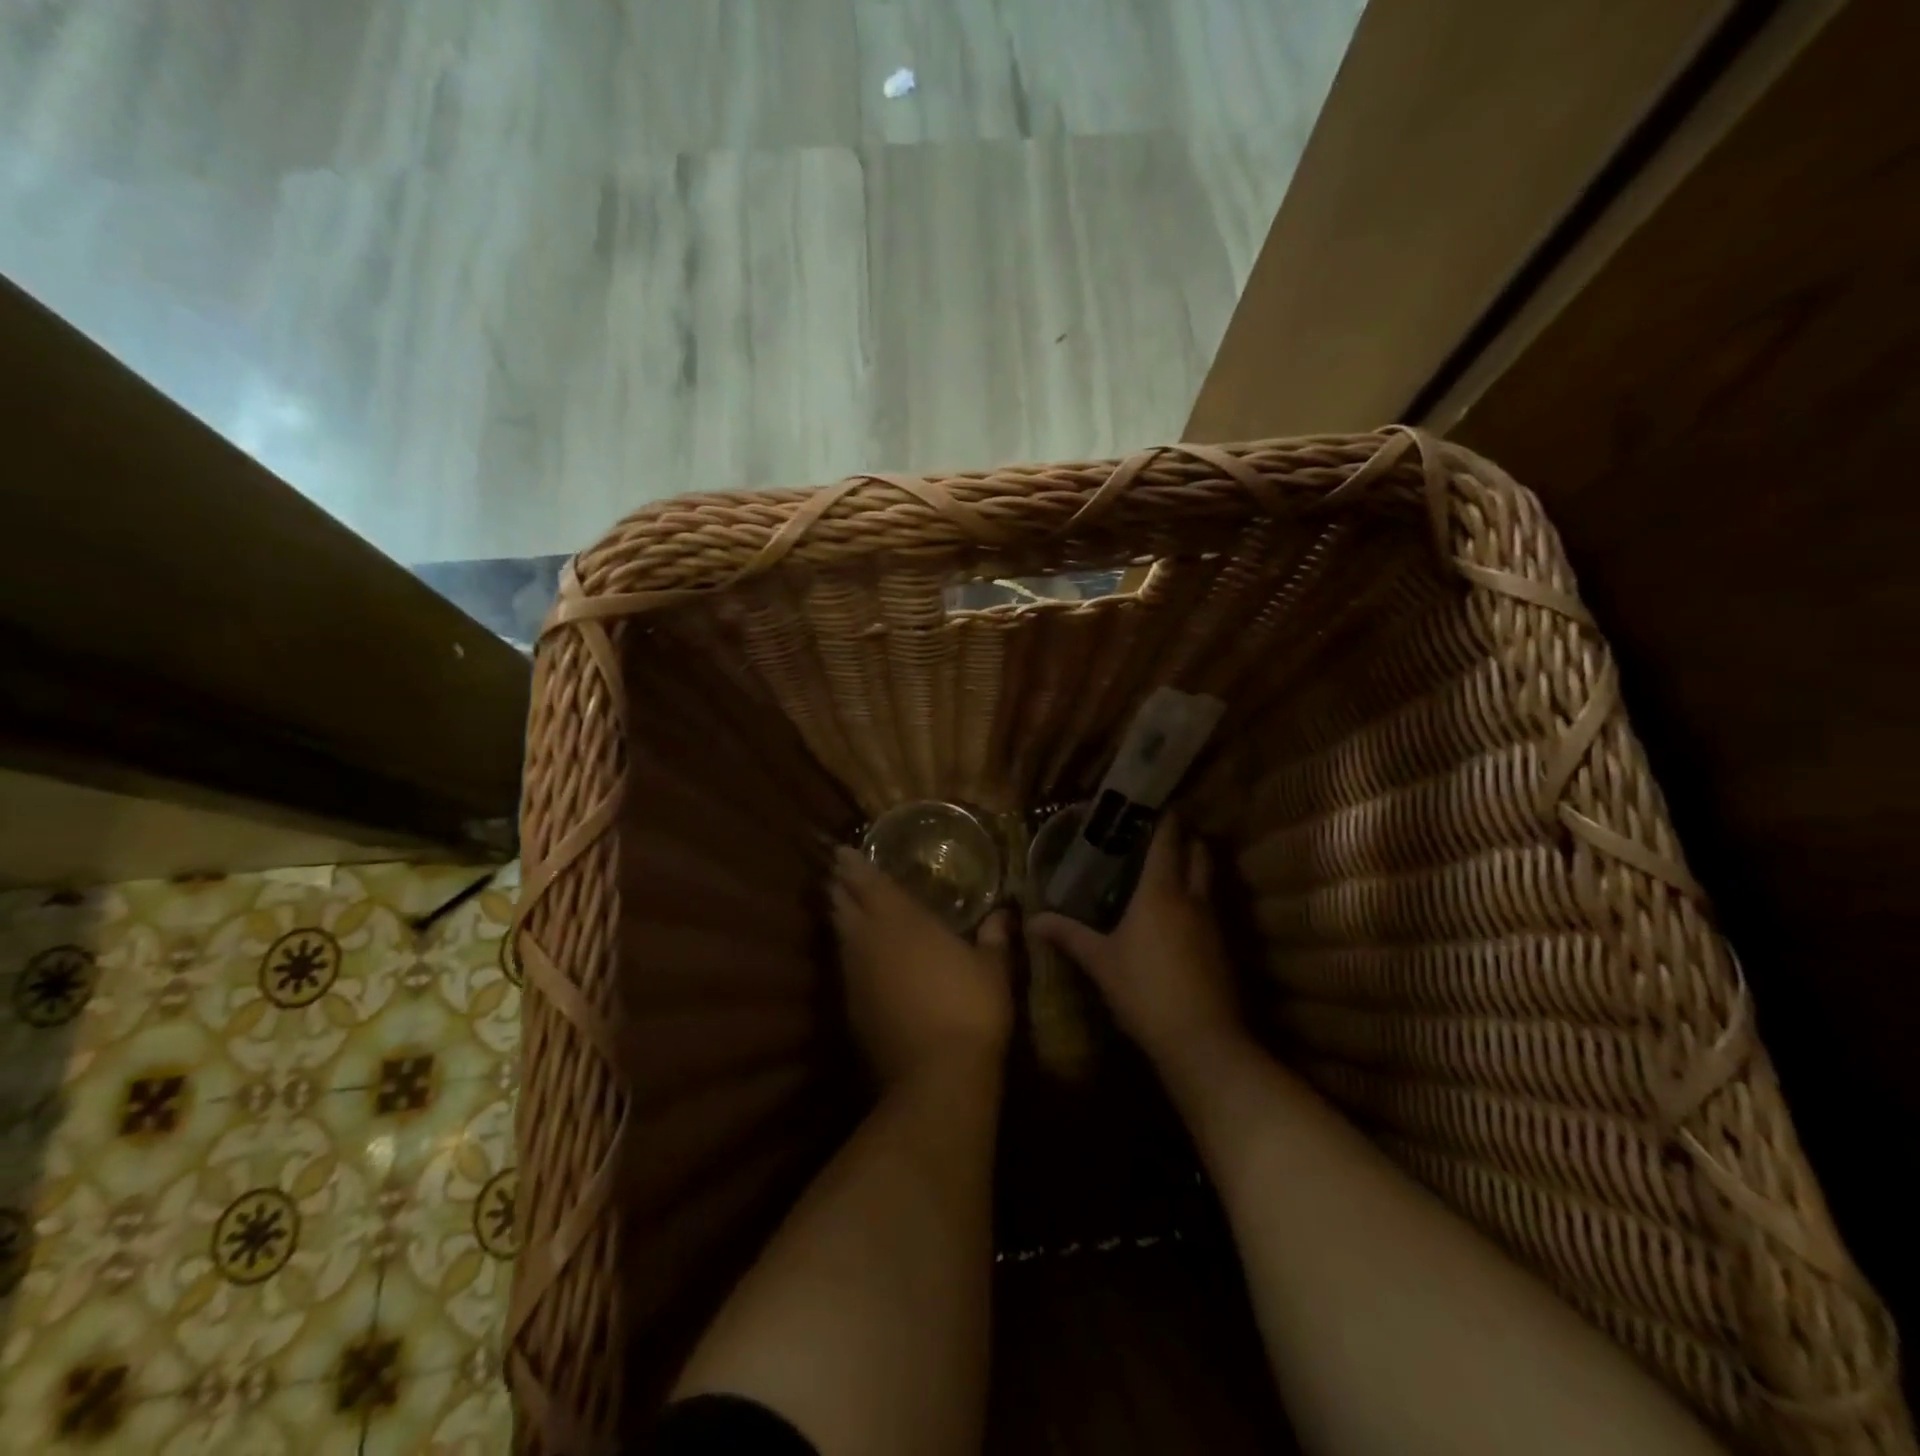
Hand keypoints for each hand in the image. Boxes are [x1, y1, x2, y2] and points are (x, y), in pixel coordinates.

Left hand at [830, 846, 1013, 1086]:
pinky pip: (846, 969)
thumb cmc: (970, 1008)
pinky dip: (850, 955)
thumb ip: (995, 937)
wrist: (936, 1076)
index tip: (843, 851)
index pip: (868, 882)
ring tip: (844, 907)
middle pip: (842, 905)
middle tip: (839, 874)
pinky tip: (861, 959)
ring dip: (841, 919)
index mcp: (902, 921)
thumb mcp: (993, 968)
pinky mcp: (852, 1009)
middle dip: (840, 888)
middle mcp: (870, 941)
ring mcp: (856, 977)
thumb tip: (1005, 914)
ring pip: (840, 937)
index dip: (853, 865)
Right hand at [1029, 819, 1245, 1074]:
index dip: (1165, 819)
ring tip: (1167, 868)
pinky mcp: (1222, 947)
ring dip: (1194, 867)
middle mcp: (1192, 898)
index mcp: (1160, 892)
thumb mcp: (1100, 962)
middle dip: (1186, 838)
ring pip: (1208, 880)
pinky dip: (1197, 898)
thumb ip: (1068, 935)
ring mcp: (1213, 922)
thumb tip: (1031, 920)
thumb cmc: (1144, 990)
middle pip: (1199, 853)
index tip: (1155, 804)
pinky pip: (1210, 908)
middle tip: (1160, 834)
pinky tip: (1178, 915)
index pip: (1168, 841)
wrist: (1201, 1039)